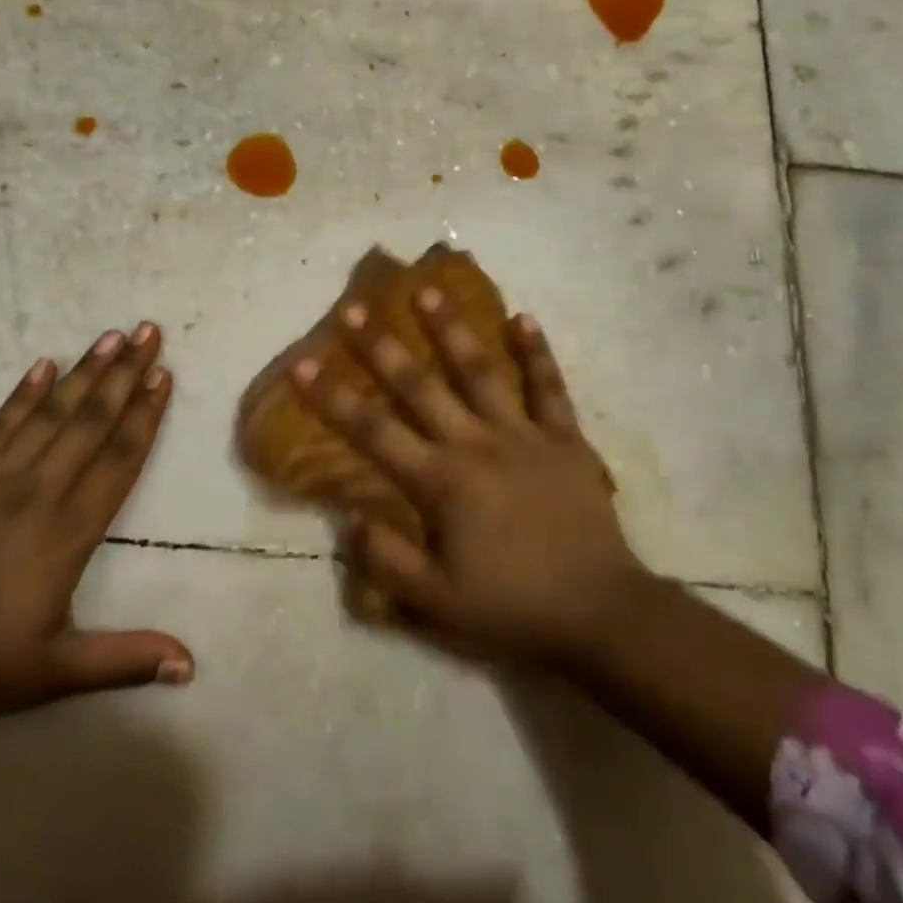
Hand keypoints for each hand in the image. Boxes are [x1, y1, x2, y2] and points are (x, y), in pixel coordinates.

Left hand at [0, 323, 193, 725]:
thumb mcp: (53, 672)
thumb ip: (124, 660)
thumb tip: (190, 666)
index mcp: (68, 531)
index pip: (118, 459)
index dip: (145, 414)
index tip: (164, 375)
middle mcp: (39, 491)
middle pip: (90, 420)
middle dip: (124, 373)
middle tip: (148, 331)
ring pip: (51, 413)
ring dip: (84, 371)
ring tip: (111, 336)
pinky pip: (0, 424)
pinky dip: (23, 393)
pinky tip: (43, 366)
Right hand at [291, 290, 644, 670]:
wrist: (600, 612)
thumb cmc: (513, 608)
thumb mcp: (438, 605)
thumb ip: (387, 560)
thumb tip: (349, 516)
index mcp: (441, 482)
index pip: (373, 431)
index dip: (333, 396)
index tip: (303, 362)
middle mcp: (475, 444)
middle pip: (420, 385)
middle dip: (381, 346)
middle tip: (353, 307)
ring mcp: (523, 434)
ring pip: (481, 370)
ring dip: (452, 328)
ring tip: (429, 290)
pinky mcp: (564, 438)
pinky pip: (549, 387)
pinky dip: (537, 352)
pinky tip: (523, 318)